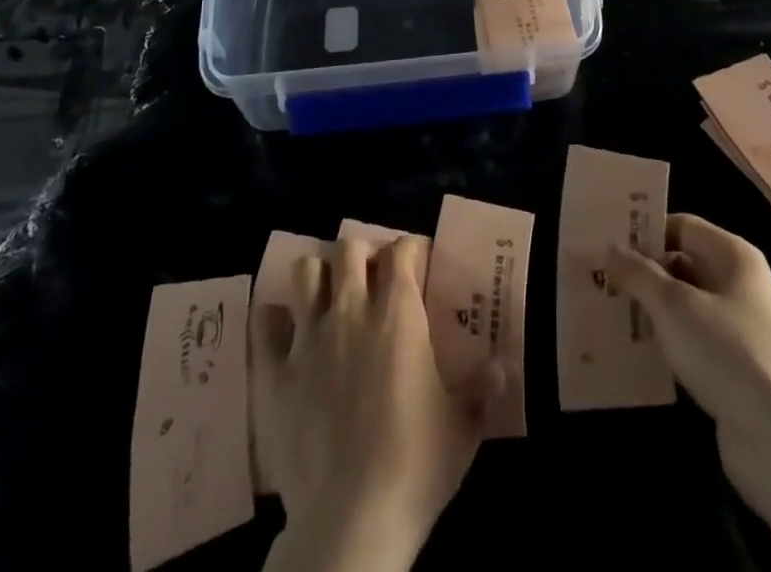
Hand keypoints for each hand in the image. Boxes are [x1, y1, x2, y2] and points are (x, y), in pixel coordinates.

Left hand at [253, 237, 497, 571]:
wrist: (351, 522)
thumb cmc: (415, 465)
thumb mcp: (463, 426)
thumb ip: (482, 387)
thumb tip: (504, 365)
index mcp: (398, 314)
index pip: (402, 249)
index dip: (412, 249)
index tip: (420, 264)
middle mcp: (351, 311)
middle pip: (349, 248)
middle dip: (363, 255)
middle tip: (374, 279)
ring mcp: (308, 339)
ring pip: (306, 272)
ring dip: (320, 276)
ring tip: (331, 297)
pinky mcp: (274, 373)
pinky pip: (266, 324)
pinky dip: (276, 319)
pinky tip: (286, 330)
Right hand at [605, 214, 770, 530]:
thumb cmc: (728, 352)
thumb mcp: (674, 305)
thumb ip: (639, 273)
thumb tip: (612, 248)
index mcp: (733, 256)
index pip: (682, 226)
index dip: (646, 231)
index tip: (606, 241)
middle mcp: (739, 285)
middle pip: (683, 265)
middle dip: (643, 272)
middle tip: (598, 277)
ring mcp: (739, 330)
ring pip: (685, 307)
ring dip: (651, 310)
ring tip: (606, 311)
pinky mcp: (734, 371)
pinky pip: (691, 343)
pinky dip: (666, 344)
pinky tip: (633, 352)